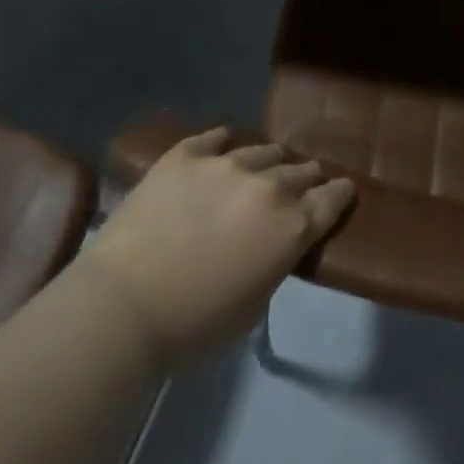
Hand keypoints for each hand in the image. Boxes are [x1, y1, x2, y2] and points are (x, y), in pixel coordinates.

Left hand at [82, 128, 354, 368]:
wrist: (122, 307)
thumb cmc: (192, 326)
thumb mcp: (253, 305)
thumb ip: (274, 262)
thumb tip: (274, 242)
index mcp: (292, 226)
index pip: (332, 198)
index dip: (340, 194)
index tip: (341, 191)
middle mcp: (269, 185)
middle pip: (302, 171)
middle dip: (306, 178)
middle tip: (300, 186)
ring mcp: (227, 163)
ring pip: (264, 150)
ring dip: (269, 162)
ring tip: (261, 168)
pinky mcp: (186, 155)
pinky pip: (216, 137)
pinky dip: (223, 144)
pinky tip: (222, 147)